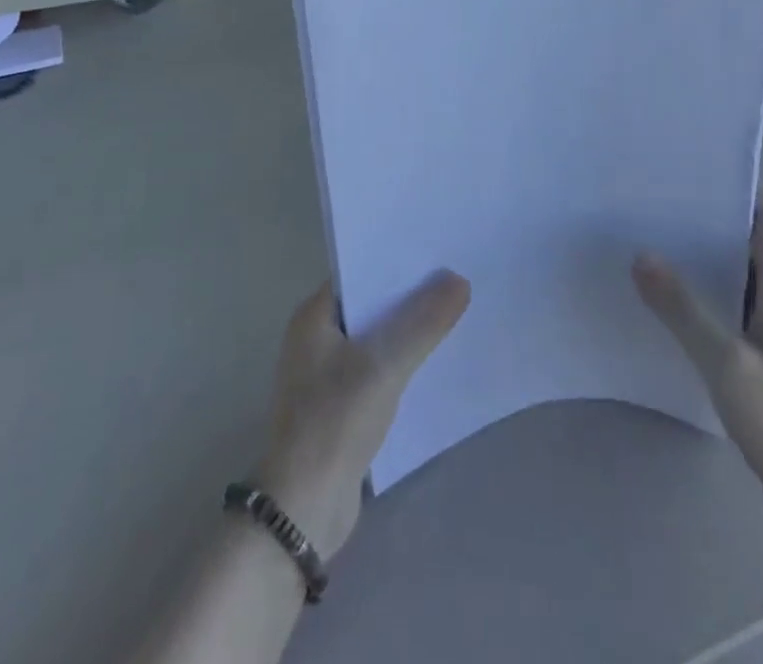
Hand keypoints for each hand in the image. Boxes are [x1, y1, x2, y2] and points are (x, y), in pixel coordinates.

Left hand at [255, 273, 470, 559]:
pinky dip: (405, 362)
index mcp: (314, 317)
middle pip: (371, 305)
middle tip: (457, 278)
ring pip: (377, 338)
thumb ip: (423, 323)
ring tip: (456, 313)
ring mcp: (328, 373)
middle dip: (410, 296)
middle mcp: (317, 338)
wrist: (303, 510)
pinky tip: (438, 360)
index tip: (438, 252)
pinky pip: (380, 369)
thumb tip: (459, 281)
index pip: (359, 272)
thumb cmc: (334, 422)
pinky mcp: (342, 405)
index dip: (396, 262)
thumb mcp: (383, 366)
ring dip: (410, 331)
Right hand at [634, 191, 762, 550]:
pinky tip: (671, 304)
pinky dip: (709, 295)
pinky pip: (739, 306)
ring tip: (652, 247)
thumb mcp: (726, 363)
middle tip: (654, 209)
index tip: (687, 180)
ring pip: (743, 273)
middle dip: (708, 220)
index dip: (736, 188)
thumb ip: (682, 308)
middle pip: (753, 236)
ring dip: (705, 260)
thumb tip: (642, 256)